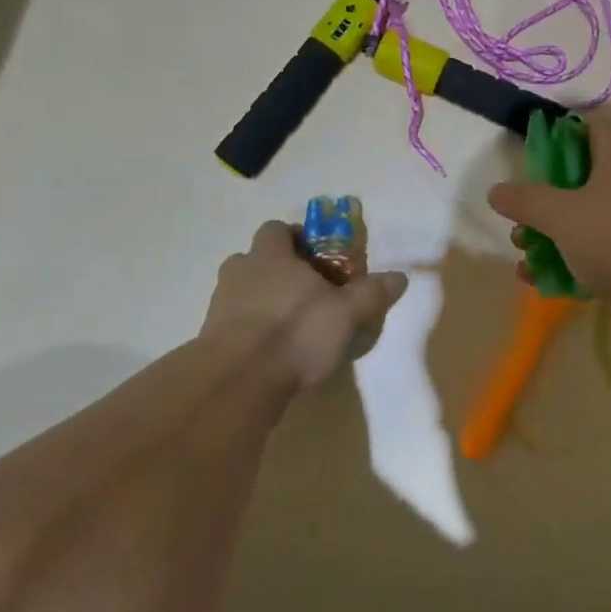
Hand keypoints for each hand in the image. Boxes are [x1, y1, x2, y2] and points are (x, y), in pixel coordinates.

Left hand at [202, 221, 408, 388]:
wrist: (237, 382)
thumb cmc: (294, 332)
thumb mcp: (346, 313)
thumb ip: (372, 293)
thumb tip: (400, 277)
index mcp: (270, 256)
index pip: (276, 229)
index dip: (295, 238)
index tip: (316, 256)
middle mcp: (240, 272)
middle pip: (255, 259)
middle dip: (278, 271)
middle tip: (305, 291)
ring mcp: (220, 306)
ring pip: (243, 292)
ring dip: (262, 301)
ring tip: (290, 326)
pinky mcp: (210, 340)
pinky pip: (234, 324)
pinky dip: (251, 331)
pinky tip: (272, 352)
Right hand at [487, 118, 610, 351]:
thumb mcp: (562, 214)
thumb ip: (526, 201)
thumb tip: (496, 190)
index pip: (589, 128)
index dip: (560, 135)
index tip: (531, 153)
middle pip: (583, 180)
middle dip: (546, 198)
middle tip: (521, 215)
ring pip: (588, 222)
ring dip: (553, 236)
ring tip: (523, 253)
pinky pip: (598, 256)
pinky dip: (571, 265)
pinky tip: (542, 281)